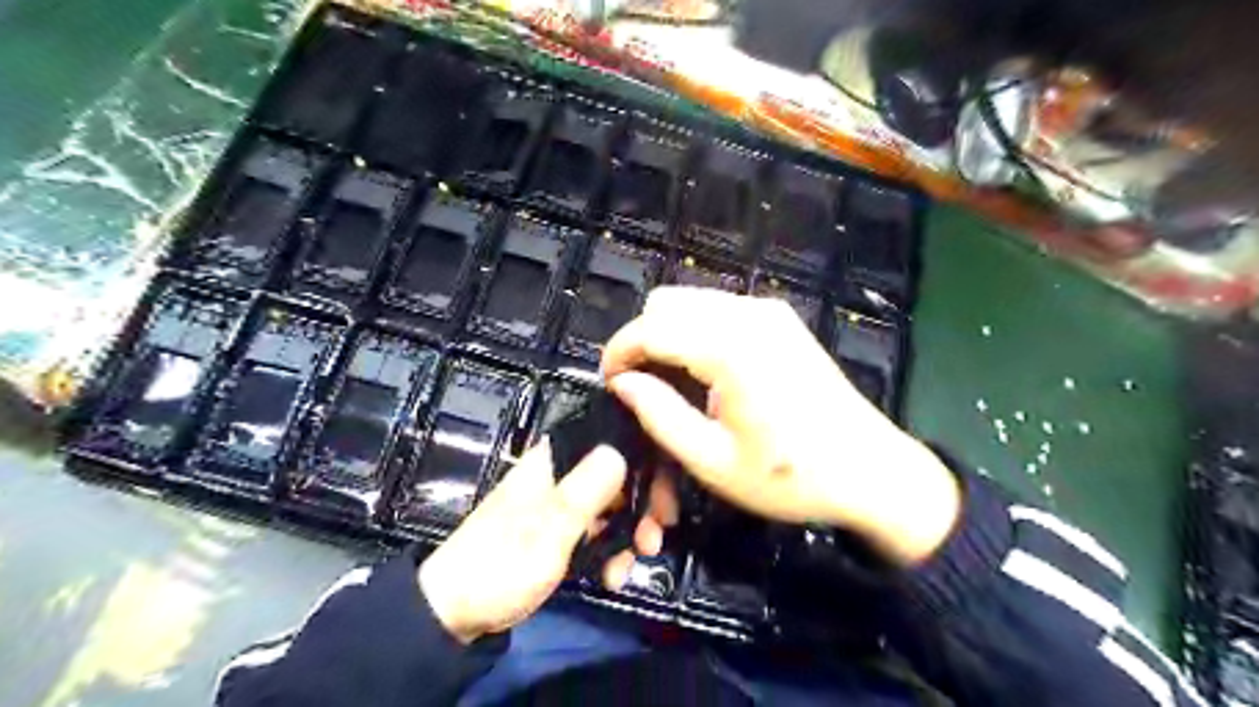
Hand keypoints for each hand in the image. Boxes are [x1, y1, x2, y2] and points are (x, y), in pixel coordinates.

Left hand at [416, 438, 663, 643]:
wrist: (456, 612)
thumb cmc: (500, 565)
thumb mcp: (547, 531)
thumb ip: (585, 491)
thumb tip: (619, 449)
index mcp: (554, 459)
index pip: (610, 439)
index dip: (645, 462)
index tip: (664, 497)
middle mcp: (561, 472)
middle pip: (618, 473)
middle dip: (642, 507)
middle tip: (654, 539)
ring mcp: (561, 501)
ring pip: (612, 503)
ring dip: (629, 533)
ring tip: (631, 565)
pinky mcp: (561, 528)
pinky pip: (597, 528)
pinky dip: (610, 549)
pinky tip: (613, 575)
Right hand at [606, 283, 960, 565]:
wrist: (871, 470)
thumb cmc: (790, 476)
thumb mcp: (713, 462)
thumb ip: (659, 415)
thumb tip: (623, 382)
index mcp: (731, 348)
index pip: (651, 328)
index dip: (619, 351)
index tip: (610, 383)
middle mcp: (749, 314)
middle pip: (667, 303)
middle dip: (643, 340)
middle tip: (641, 387)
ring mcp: (769, 312)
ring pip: (691, 302)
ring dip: (668, 334)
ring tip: (669, 383)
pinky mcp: (781, 319)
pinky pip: (718, 309)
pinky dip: (696, 332)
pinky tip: (704, 373)